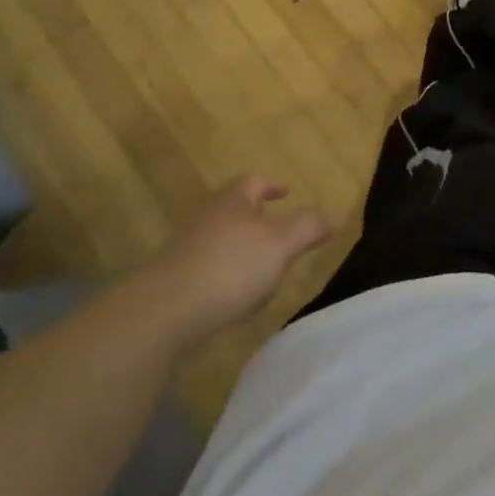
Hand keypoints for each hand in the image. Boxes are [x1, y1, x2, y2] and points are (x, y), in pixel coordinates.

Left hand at [157, 176, 332, 327]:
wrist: (162, 313)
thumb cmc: (229, 267)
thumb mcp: (280, 244)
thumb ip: (308, 227)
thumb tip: (332, 215)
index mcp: (233, 201)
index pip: (254, 182)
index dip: (272, 186)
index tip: (286, 193)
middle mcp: (208, 218)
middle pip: (236, 211)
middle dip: (259, 222)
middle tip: (281, 237)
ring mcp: (188, 251)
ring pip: (223, 244)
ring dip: (244, 254)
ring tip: (265, 277)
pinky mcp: (176, 283)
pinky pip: (210, 273)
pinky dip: (227, 281)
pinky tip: (237, 304)